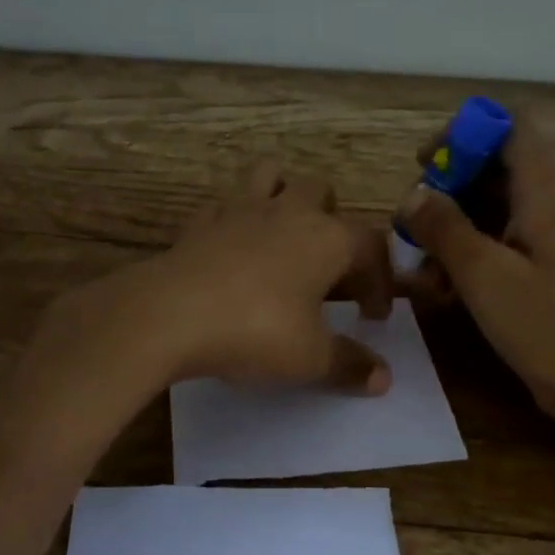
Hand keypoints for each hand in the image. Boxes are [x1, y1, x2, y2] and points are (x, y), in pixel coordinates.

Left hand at [51, 160, 395, 395]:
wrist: (171, 314)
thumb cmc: (256, 331)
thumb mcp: (310, 358)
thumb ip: (350, 364)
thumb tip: (384, 379)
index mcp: (328, 239)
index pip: (372, 245)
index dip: (380, 280)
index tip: (374, 316)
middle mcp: (289, 212)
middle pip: (323, 192)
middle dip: (333, 222)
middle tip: (327, 268)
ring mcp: (240, 209)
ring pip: (271, 175)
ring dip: (282, 194)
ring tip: (282, 234)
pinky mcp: (200, 220)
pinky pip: (224, 204)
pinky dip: (234, 218)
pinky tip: (231, 247)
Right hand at [396, 111, 554, 416]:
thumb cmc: (547, 325)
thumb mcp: (483, 273)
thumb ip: (444, 226)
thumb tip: (414, 195)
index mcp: (549, 190)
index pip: (510, 126)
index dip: (465, 134)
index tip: (426, 165)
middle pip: (499, 168)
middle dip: (450, 190)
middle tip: (412, 224)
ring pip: (498, 209)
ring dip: (456, 228)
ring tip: (423, 267)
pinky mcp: (554, 269)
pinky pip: (508, 242)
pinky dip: (475, 254)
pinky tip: (447, 290)